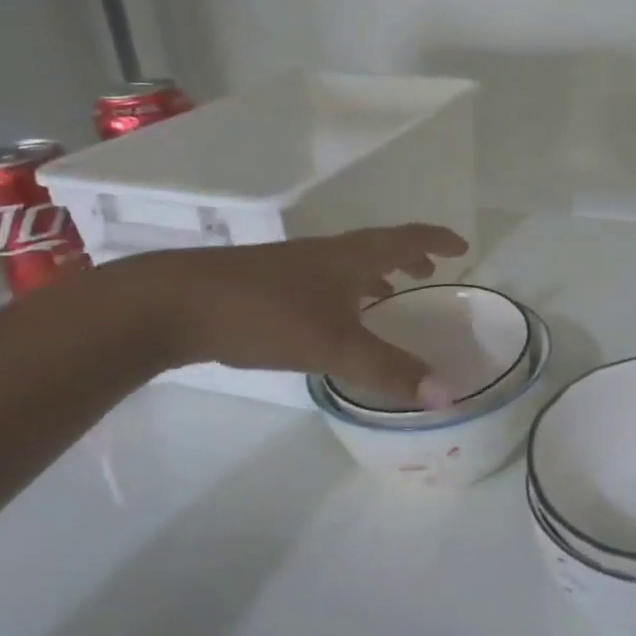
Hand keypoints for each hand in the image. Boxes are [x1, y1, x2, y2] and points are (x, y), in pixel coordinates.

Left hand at [119, 224, 469, 404]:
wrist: (173, 304)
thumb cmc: (265, 314)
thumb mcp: (335, 346)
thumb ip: (390, 371)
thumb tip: (447, 396)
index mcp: (350, 257)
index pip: (405, 239)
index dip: (436, 240)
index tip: (461, 246)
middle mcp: (324, 253)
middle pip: (377, 246)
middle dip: (408, 256)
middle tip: (430, 272)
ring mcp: (291, 266)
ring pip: (346, 263)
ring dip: (374, 273)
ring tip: (388, 293)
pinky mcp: (264, 283)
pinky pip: (321, 279)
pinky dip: (343, 290)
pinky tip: (330, 316)